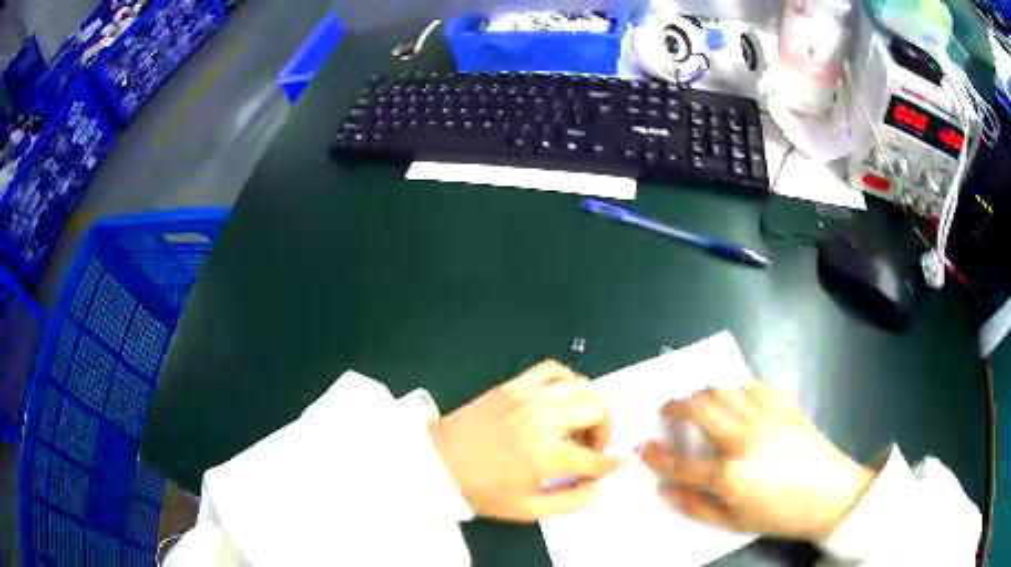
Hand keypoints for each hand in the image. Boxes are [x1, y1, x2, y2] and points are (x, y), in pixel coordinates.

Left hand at [429, 360, 620, 521]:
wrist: (436, 463)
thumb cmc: (481, 490)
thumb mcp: (528, 509)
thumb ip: (571, 502)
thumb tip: (600, 489)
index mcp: (545, 454)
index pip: (595, 458)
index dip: (609, 465)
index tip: (614, 465)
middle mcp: (541, 418)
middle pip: (598, 409)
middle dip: (606, 430)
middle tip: (592, 447)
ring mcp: (527, 397)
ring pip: (581, 385)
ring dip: (591, 405)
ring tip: (579, 424)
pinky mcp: (513, 385)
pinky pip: (552, 369)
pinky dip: (568, 380)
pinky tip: (563, 398)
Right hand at [639, 381, 875, 541]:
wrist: (830, 493)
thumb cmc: (780, 513)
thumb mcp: (734, 522)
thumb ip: (696, 506)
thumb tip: (666, 490)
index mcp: (731, 475)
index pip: (682, 463)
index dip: (656, 455)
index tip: (642, 447)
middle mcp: (745, 439)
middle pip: (701, 409)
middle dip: (676, 406)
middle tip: (668, 410)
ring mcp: (767, 417)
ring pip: (725, 390)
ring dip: (705, 393)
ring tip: (698, 402)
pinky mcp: (785, 405)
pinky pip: (755, 385)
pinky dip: (738, 389)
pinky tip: (737, 400)